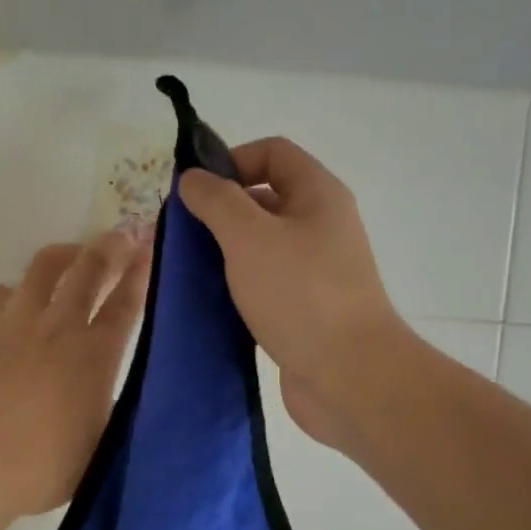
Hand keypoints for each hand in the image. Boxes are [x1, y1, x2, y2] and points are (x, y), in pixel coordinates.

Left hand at [0, 233, 148, 520]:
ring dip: (66, 255)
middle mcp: (59, 325)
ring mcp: (13, 317)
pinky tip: (9, 310)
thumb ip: (106, 406)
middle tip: (122, 235)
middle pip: (90, 269)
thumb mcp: (96, 445)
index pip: (126, 304)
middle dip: (111, 247)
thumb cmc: (37, 469)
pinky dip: (11, 296)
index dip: (141, 273)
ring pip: (46, 266)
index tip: (151, 249)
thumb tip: (108, 388)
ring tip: (72, 255)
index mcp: (95, 356)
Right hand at [179, 138, 410, 452]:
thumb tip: (193, 179)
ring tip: (188, 270)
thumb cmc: (300, 295)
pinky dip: (238, 286)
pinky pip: (265, 283)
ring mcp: (316, 270)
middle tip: (181, 235)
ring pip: (262, 245)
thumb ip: (216, 201)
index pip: (272, 152)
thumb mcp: (249, 237)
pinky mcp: (306, 309)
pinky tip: (210, 303)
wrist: (349, 377)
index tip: (195, 193)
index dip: (231, 160)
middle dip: (221, 210)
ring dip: (225, 252)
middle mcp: (321, 225)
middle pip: (265, 198)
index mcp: (318, 195)